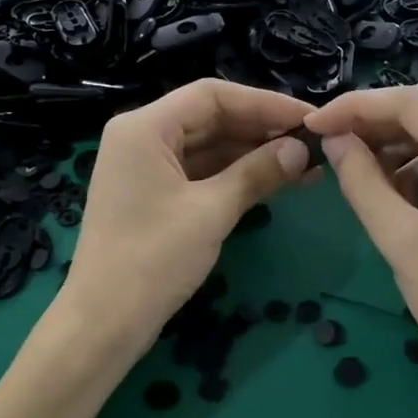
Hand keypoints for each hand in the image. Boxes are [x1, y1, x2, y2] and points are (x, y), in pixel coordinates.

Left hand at [59, 79, 313, 354]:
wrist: (104, 323)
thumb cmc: (153, 260)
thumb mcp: (211, 212)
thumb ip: (257, 172)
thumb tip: (302, 149)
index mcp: (145, 127)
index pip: (212, 95)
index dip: (264, 103)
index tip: (309, 118)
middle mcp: (141, 137)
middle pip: (210, 118)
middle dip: (262, 130)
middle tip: (314, 143)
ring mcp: (146, 167)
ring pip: (208, 146)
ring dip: (253, 154)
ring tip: (305, 166)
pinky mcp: (153, 194)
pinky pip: (200, 172)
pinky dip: (234, 176)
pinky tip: (274, 182)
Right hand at [304, 81, 417, 393]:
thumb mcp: (399, 240)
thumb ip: (361, 181)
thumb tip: (334, 140)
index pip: (413, 103)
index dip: (357, 107)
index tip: (315, 125)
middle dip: (380, 117)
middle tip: (339, 142)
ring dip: (403, 139)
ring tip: (366, 171)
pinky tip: (401, 189)